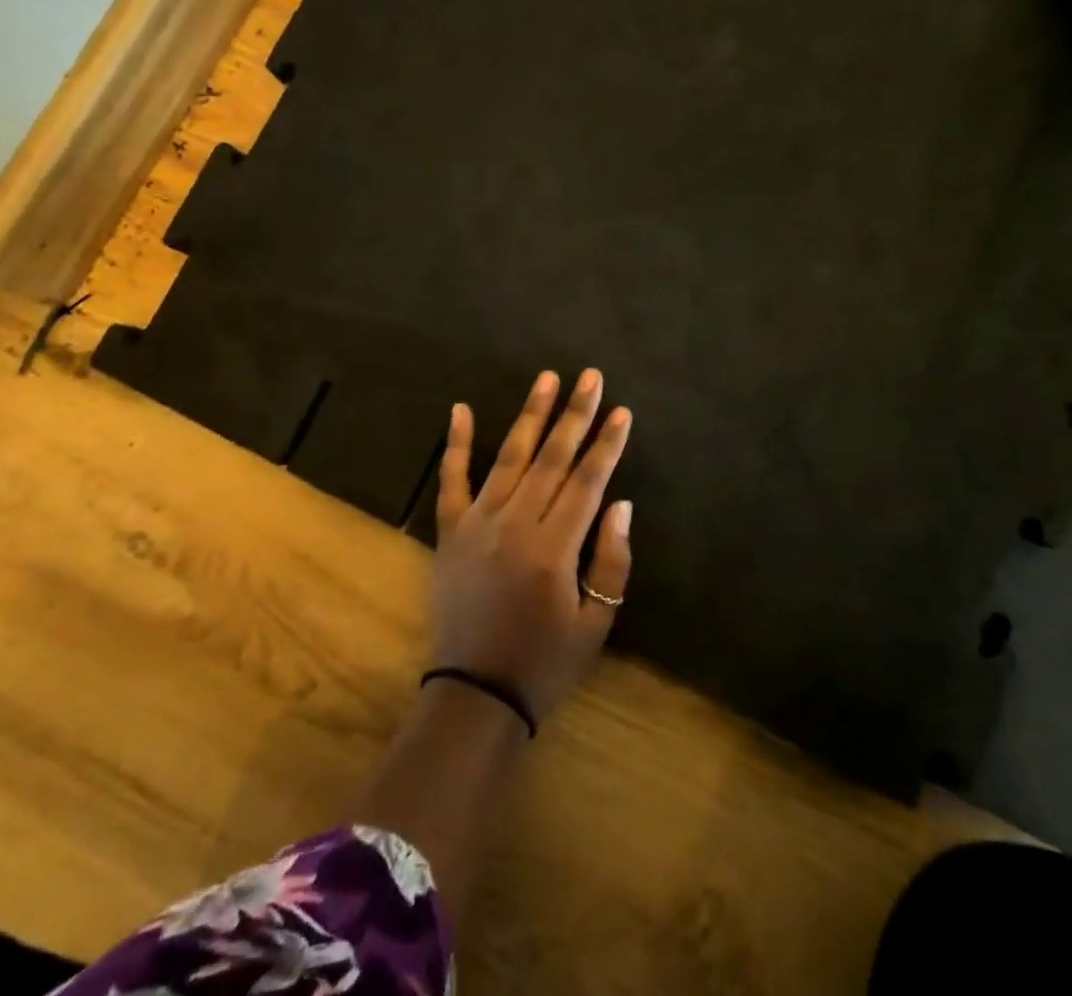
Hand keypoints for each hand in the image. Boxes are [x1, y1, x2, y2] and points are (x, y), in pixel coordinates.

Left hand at [430, 368, 633, 723]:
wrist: (475, 695)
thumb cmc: (544, 663)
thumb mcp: (595, 624)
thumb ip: (611, 562)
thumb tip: (620, 503)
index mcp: (554, 548)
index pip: (587, 481)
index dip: (607, 444)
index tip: (622, 411)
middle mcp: (515, 524)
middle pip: (552, 458)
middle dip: (575, 414)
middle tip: (591, 377)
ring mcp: (477, 524)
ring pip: (509, 457)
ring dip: (530, 415)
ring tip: (546, 378)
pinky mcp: (450, 532)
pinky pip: (452, 480)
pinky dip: (457, 444)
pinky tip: (462, 409)